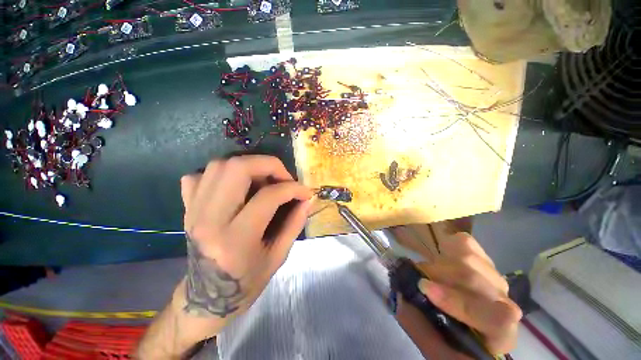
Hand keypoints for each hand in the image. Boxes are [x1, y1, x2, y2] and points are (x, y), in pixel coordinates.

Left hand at [180, 155, 312, 317]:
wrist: (205, 299)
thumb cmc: (245, 284)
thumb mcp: (277, 257)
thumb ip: (295, 224)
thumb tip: (307, 199)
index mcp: (235, 239)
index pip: (268, 196)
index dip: (293, 188)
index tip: (305, 192)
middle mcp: (209, 220)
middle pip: (237, 168)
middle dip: (269, 164)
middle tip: (283, 178)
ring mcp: (194, 211)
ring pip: (219, 165)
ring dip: (249, 165)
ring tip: (264, 180)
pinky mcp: (187, 208)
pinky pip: (201, 175)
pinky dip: (222, 173)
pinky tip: (236, 186)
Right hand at [415, 232, 521, 355]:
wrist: (469, 327)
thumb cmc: (453, 344)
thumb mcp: (432, 345)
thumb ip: (419, 325)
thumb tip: (401, 293)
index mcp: (498, 334)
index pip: (495, 317)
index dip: (457, 300)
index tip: (424, 288)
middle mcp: (503, 302)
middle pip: (475, 279)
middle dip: (439, 275)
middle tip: (418, 279)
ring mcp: (493, 278)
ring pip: (469, 258)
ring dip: (440, 263)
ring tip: (430, 272)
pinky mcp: (483, 260)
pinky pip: (467, 243)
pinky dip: (449, 244)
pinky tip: (443, 255)